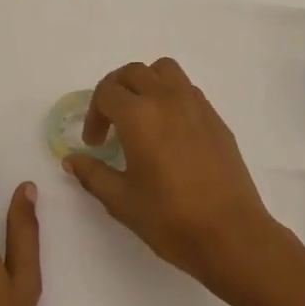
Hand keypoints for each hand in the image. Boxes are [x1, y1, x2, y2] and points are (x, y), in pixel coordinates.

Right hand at [63, 59, 282, 295]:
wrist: (232, 235)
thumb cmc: (171, 219)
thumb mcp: (122, 201)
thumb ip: (93, 174)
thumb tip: (72, 160)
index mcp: (140, 115)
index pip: (106, 92)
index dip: (93, 115)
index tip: (95, 144)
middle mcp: (167, 99)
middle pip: (133, 72)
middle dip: (114, 92)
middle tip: (110, 124)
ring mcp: (196, 105)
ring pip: (164, 70)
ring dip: (145, 84)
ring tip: (140, 116)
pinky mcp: (216, 118)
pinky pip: (186, 89)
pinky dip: (170, 96)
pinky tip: (169, 131)